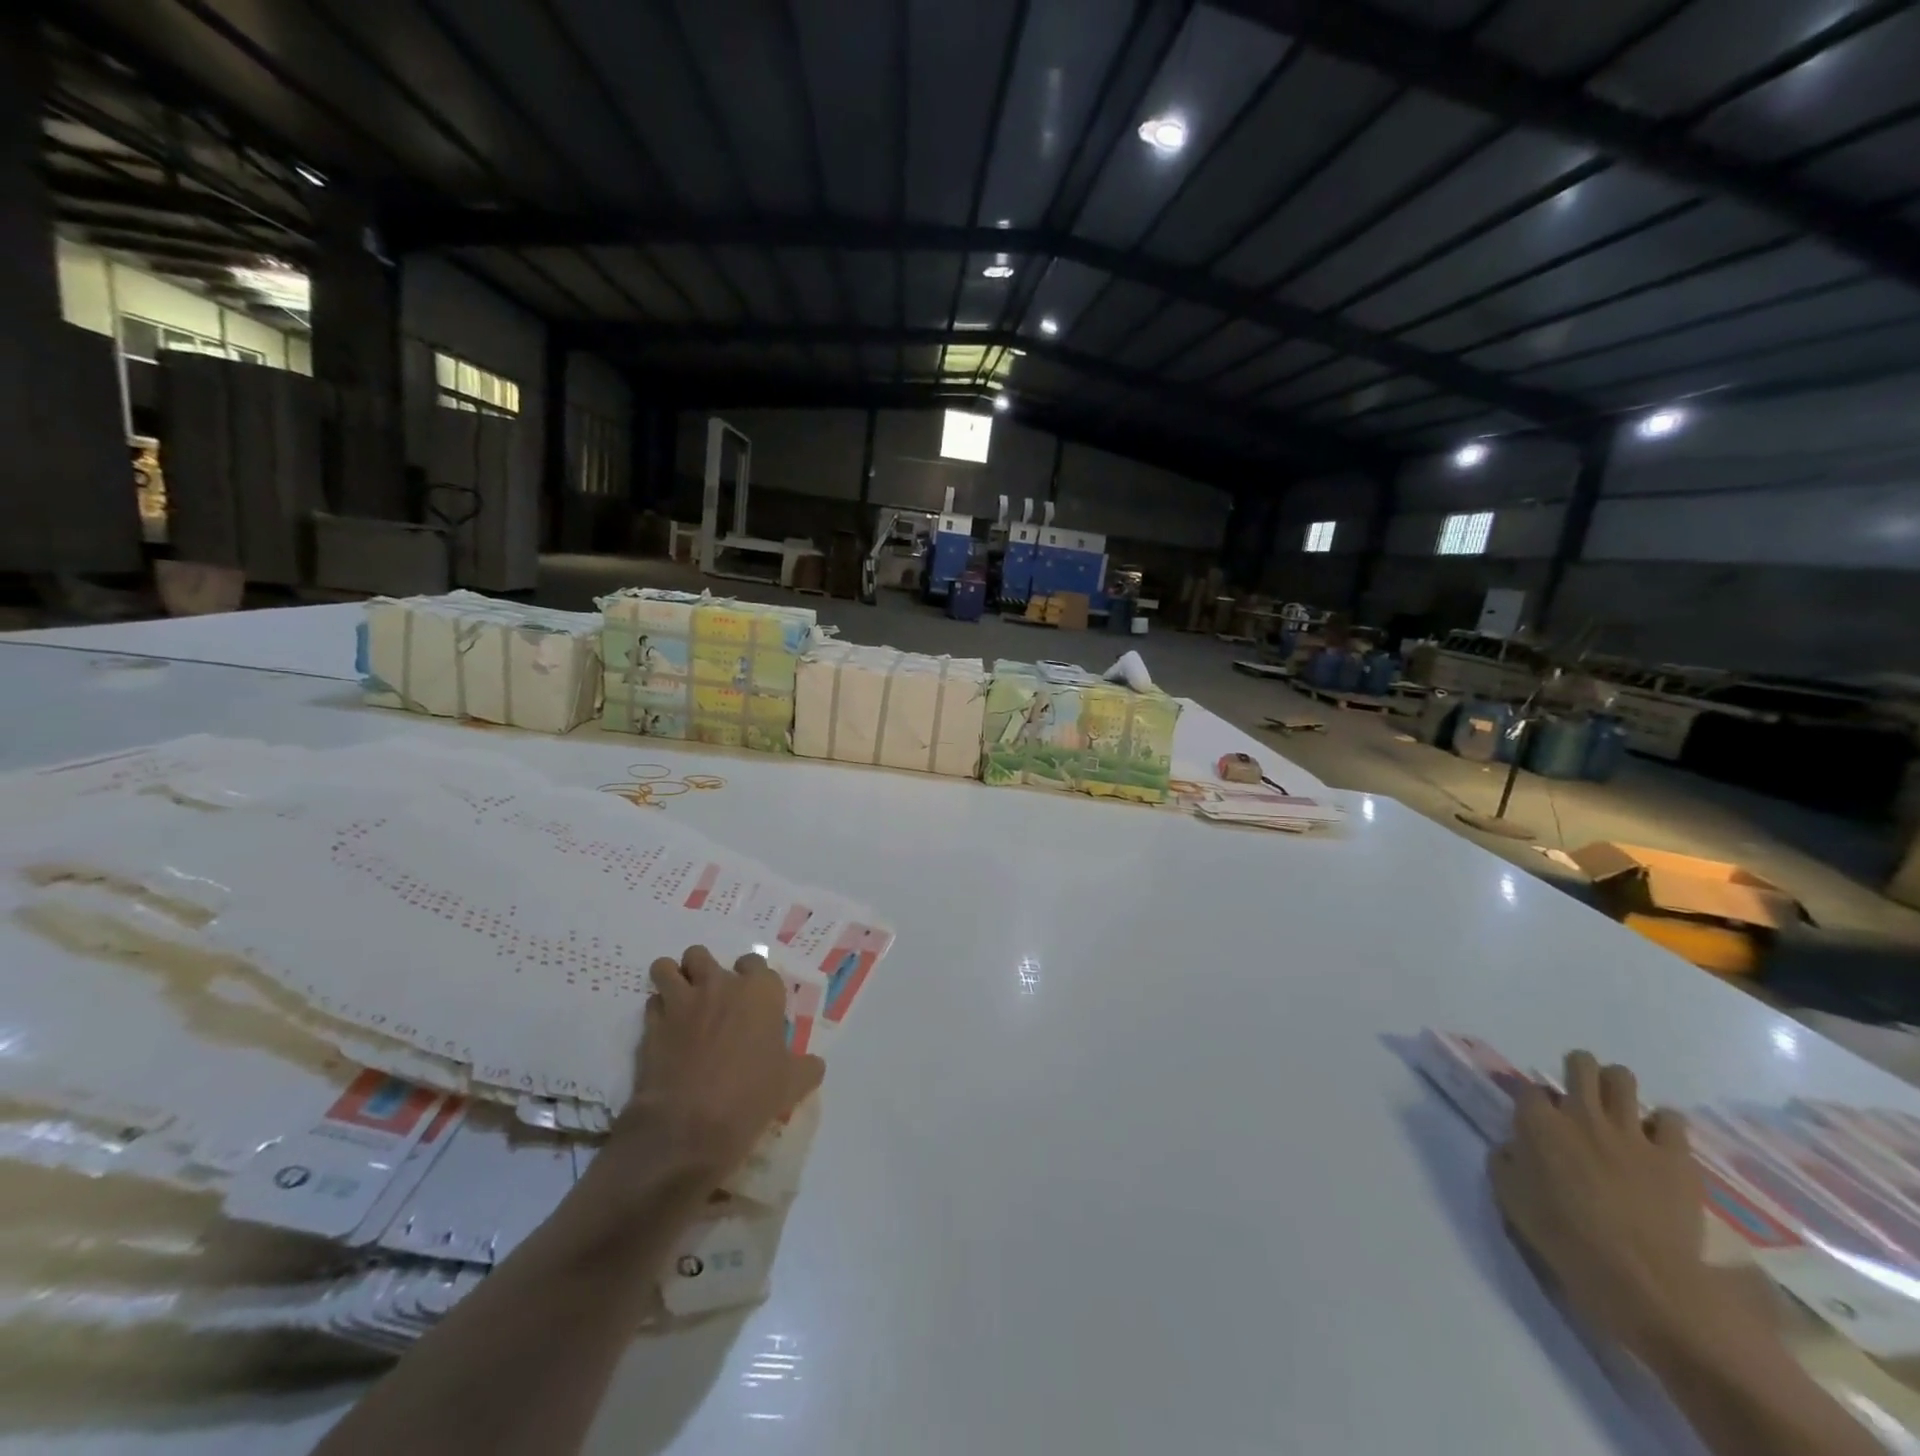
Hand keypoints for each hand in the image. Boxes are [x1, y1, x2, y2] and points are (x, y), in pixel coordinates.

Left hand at [610, 945, 824, 1184]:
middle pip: (701, 955)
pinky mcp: (652, 1024)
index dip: (751, 977)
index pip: (754, 961)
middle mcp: (719, 985)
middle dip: (702, 970)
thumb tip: (814, 1066)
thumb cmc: (751, 1096)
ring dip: (672, 980)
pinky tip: (664, 1031)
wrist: (689, 1125)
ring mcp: (682, 1001)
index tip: (751, 998)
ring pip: (667, 967)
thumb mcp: (792, 1085)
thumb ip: (806, 1067)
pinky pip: (652, 1002)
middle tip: (710, 999)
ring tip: (680, 1002)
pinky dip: (657, 1011)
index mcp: (759, 991)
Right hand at [1490, 1051, 1728, 1355]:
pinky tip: (1657, 1142)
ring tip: (1618, 1109)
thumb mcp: (1510, 1196)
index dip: (1533, 1102)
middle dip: (1577, 1069)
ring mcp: (1632, 1133)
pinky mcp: (1675, 1157)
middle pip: (1580, 1065)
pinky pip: (1672, 1120)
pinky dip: (1663, 1125)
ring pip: (1623, 1079)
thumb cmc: (1564, 1237)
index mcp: (1538, 1122)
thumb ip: (1507, 1160)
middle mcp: (1582, 1115)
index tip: (1537, 1120)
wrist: (1641, 1280)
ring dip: (1616, 1087)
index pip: (1530, 1089)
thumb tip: (1515, 1148)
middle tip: (1579, 1092)